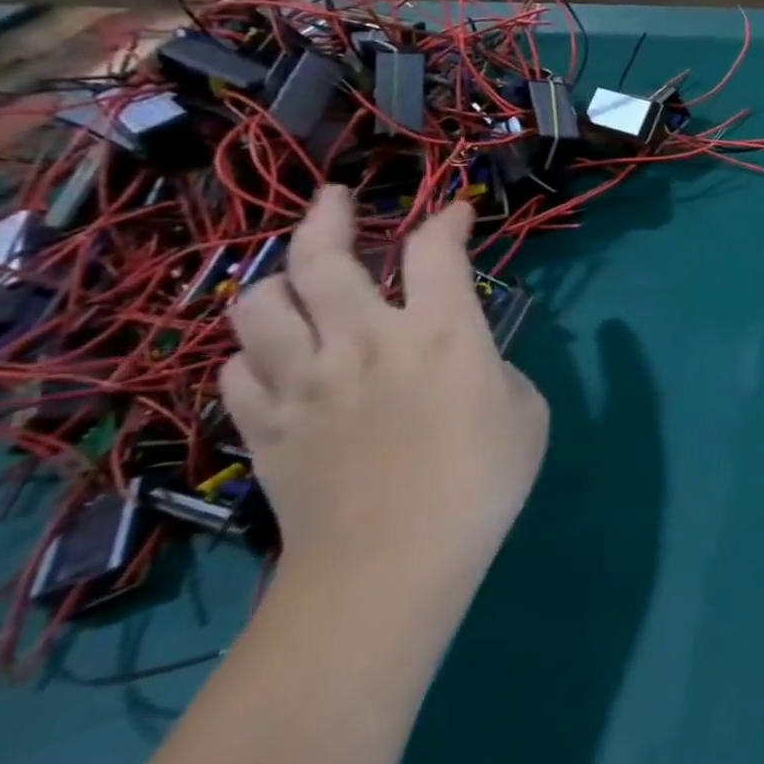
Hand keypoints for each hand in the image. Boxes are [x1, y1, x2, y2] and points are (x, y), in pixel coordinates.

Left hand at [221, 186, 548, 578]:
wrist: (392, 564)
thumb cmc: (483, 480)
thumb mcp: (526, 408)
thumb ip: (492, 365)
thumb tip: (464, 358)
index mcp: (442, 333)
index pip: (437, 249)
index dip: (448, 219)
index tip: (457, 213)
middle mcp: (365, 340)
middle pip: (323, 257)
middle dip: (330, 216)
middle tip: (338, 200)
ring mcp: (304, 381)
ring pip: (258, 304)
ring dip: (279, 280)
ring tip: (299, 280)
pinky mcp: (264, 424)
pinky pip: (237, 368)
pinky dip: (256, 351)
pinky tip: (278, 357)